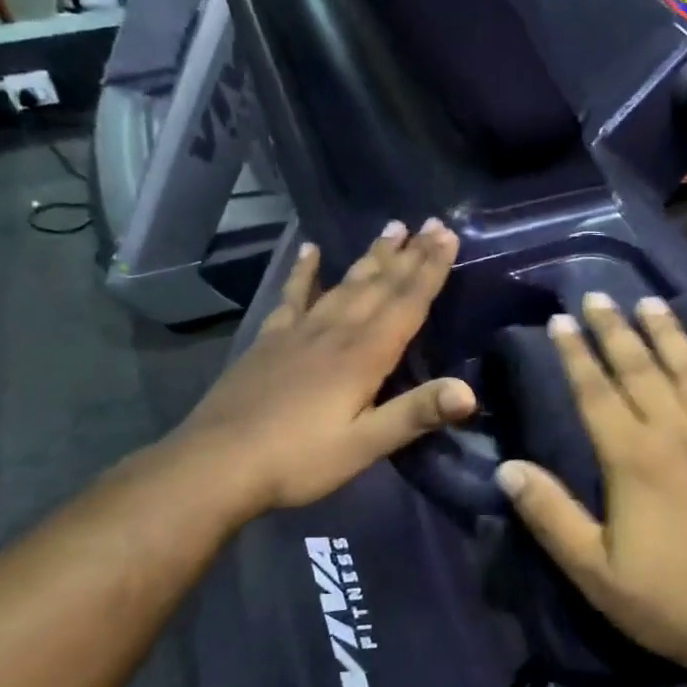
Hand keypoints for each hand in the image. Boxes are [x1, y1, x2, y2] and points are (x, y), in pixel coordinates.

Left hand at [171, 219, 476, 516]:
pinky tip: (310, 251)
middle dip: (409, 253)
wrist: (216, 464)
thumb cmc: (300, 459)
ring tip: (391, 228)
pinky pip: (293, 296)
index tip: (448, 235)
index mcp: (364, 355)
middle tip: (430, 222)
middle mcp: (335, 332)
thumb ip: (416, 414)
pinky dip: (304, 273)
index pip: (407, 302)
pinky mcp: (270, 340)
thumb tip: (470, 393)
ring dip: (371, 256)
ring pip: (344, 283)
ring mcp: (299, 332)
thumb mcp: (365, 445)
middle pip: (379, 284)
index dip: (430, 268)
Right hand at [495, 293, 686, 681]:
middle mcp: (681, 434)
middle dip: (616, 330)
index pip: (597, 392)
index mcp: (635, 459)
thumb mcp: (595, 572)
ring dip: (671, 333)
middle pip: (642, 369)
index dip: (576, 354)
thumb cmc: (671, 603)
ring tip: (651, 302)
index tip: (560, 320)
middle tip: (598, 296)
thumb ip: (551, 516)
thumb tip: (507, 468)